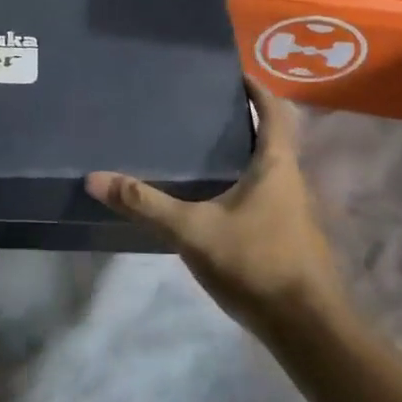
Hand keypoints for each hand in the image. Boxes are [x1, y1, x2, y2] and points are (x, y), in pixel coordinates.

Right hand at [86, 84, 342, 331]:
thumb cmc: (256, 263)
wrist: (307, 328)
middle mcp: (291, 180)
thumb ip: (144, 204)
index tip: (232, 73)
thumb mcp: (192, 230)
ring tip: (200, 146)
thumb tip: (94, 178)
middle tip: (203, 108)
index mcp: (276, 165)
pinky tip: (212, 197)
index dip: (256, 88)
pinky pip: (264, 193)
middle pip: (273, 136)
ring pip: (268, 167)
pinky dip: (241, 181)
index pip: (274, 111)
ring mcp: (292, 210)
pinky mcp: (287, 235)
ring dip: (243, 151)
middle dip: (244, 118)